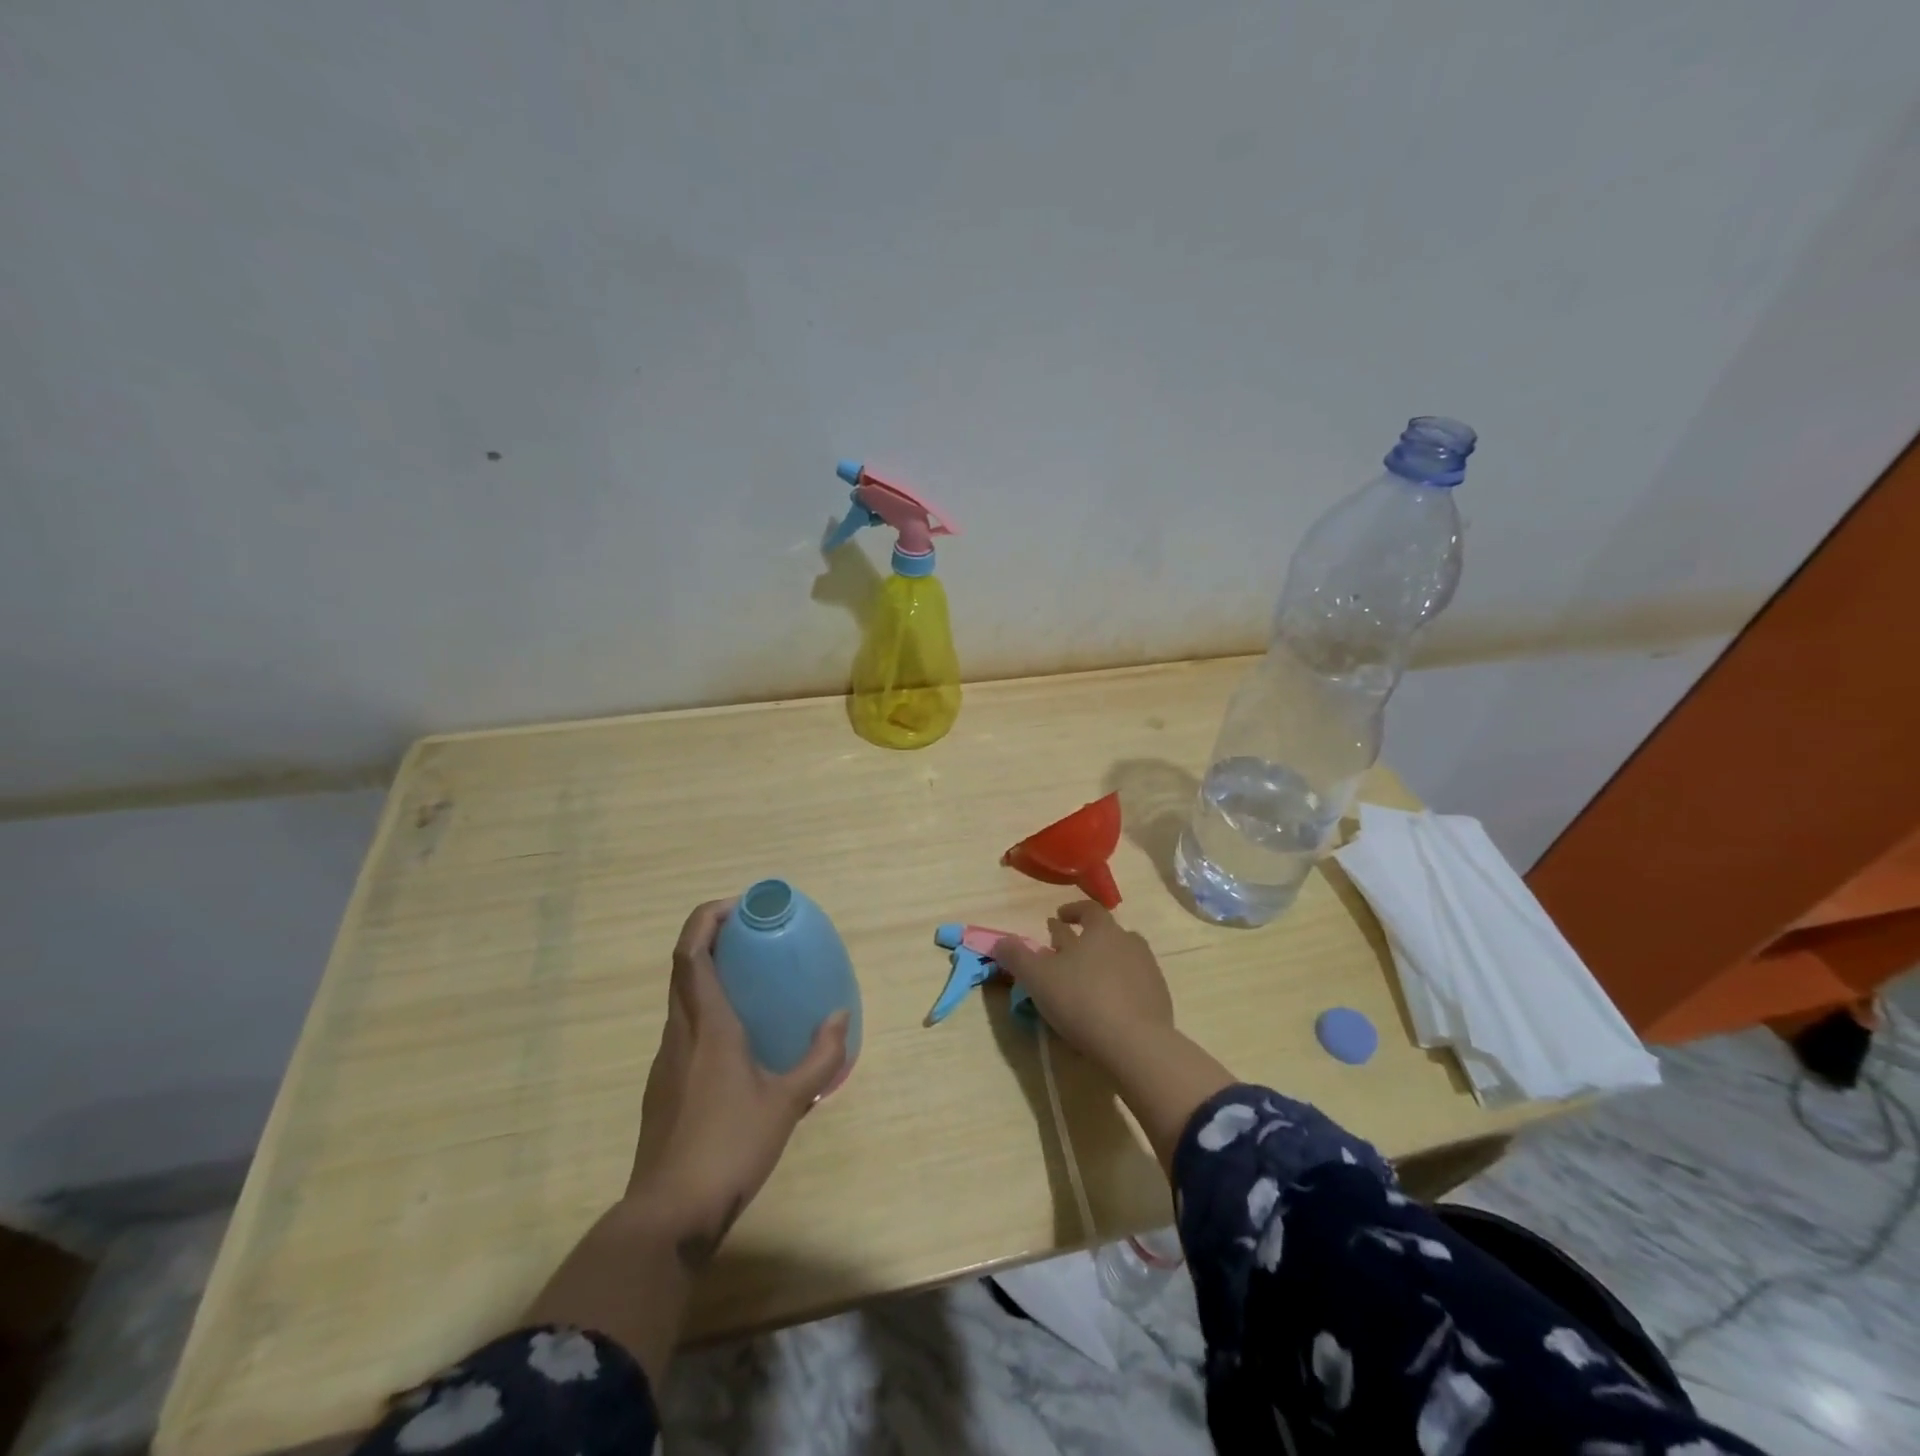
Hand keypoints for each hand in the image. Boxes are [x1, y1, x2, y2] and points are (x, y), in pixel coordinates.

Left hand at [626, 899, 849, 1265]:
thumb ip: (819, 1057)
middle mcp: (679, 1033)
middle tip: (750, 933)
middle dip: (709, 937)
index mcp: (708, 1026)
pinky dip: (705, 1009)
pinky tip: (736, 1038)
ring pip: (680, 998)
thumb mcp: (787, 1103)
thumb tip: (839, 1018)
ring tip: (749, 978)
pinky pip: (682, 1027)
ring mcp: (665, 1060)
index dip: (707, 919)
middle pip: (682, 967)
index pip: (692, 954)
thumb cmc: (731, 1147)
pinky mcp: (662, 1086)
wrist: (668, 1215)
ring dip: (706, 973)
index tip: (738, 906)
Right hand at [991, 901, 1173, 1069]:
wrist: (1135, 1044)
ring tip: (1088, 980)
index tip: (1058, 918)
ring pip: (1123, 958)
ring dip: (1106, 964)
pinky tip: (1109, 1007)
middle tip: (1068, 953)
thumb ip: (1016, 956)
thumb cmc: (1081, 1000)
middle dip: (1087, 940)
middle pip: (1108, 933)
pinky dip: (1121, 989)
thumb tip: (1000, 941)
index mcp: (1102, 930)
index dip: (1072, 911)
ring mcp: (1148, 970)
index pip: (1089, 909)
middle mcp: (1129, 942)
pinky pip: (1135, 985)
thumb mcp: (1037, 977)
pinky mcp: (1160, 999)